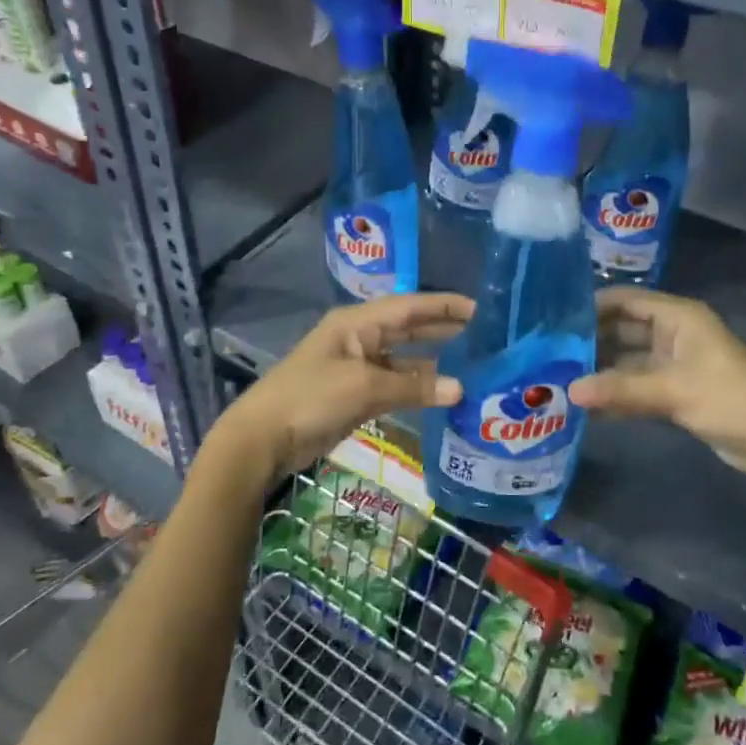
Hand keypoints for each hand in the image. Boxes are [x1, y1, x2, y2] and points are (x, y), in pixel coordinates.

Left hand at [214, 293, 474, 484]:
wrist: (263, 438)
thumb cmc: (311, 398)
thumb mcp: (363, 387)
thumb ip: (412, 386)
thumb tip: (460, 388)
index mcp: (356, 323)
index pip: (408, 306)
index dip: (442, 306)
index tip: (478, 308)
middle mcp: (358, 339)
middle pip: (406, 328)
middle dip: (441, 329)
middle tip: (482, 333)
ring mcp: (356, 368)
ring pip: (402, 359)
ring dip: (432, 362)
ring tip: (471, 363)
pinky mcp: (354, 395)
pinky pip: (393, 385)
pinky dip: (415, 388)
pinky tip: (440, 393)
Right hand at [567, 289, 745, 491]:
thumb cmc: (728, 398)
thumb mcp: (673, 391)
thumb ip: (620, 390)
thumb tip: (569, 391)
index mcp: (677, 317)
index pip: (625, 300)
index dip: (592, 306)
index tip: (554, 319)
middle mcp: (673, 333)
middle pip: (623, 329)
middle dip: (590, 340)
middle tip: (549, 352)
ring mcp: (674, 363)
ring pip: (627, 359)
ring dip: (600, 369)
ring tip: (558, 377)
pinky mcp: (675, 390)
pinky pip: (636, 384)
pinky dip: (615, 392)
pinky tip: (585, 404)